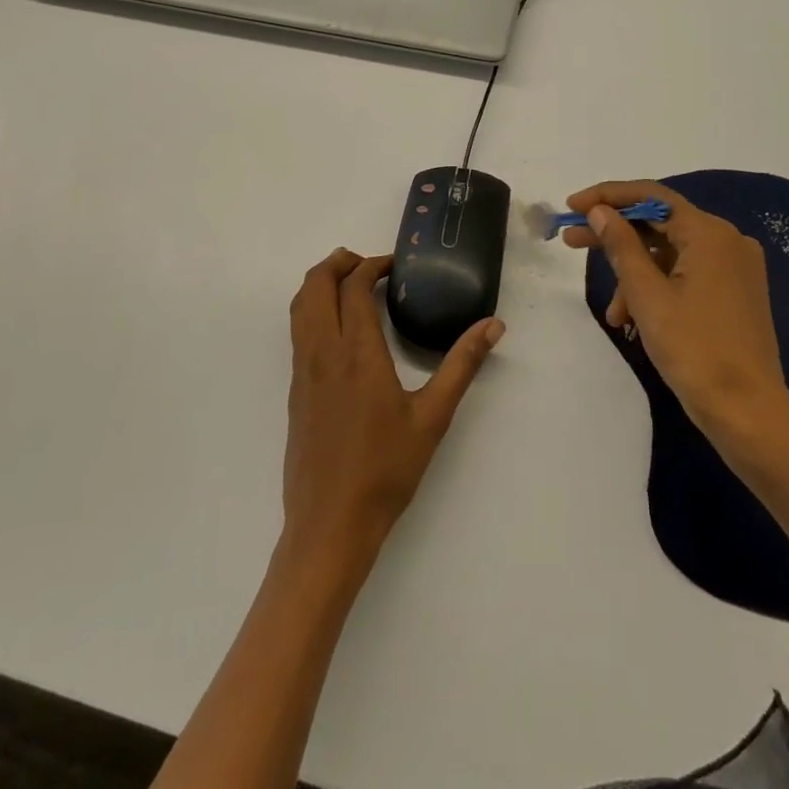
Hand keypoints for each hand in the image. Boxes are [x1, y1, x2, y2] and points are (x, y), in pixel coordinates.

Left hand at [283, 250, 503, 568]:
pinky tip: (339, 328)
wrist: (329, 525)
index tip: (395, 265)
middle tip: (369, 263)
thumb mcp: (433, 417)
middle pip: (315, 285)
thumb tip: (493, 325)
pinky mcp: (294, 390)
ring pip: (299, 307)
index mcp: (357, 353)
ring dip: (320, 282)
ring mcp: (302, 372)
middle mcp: (322, 353)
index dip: (372, 265)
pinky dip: (313, 309)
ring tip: (350, 283)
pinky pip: (297, 332)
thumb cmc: (385, 471)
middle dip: (338, 262)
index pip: (354, 287)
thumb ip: (462, 365)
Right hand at [562, 181, 788, 453]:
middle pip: (660, 223)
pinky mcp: (734, 292)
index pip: (652, 197)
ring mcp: (734, 268)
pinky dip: (657, 289)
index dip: (607, 196)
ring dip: (634, 273)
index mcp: (710, 233)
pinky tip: (634, 319)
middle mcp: (727, 241)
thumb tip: (599, 211)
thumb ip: (621, 246)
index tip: (571, 206)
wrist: (748, 413)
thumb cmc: (694, 350)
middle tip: (570, 240)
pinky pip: (686, 275)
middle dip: (614, 234)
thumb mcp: (647, 296)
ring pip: (670, 254)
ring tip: (612, 312)